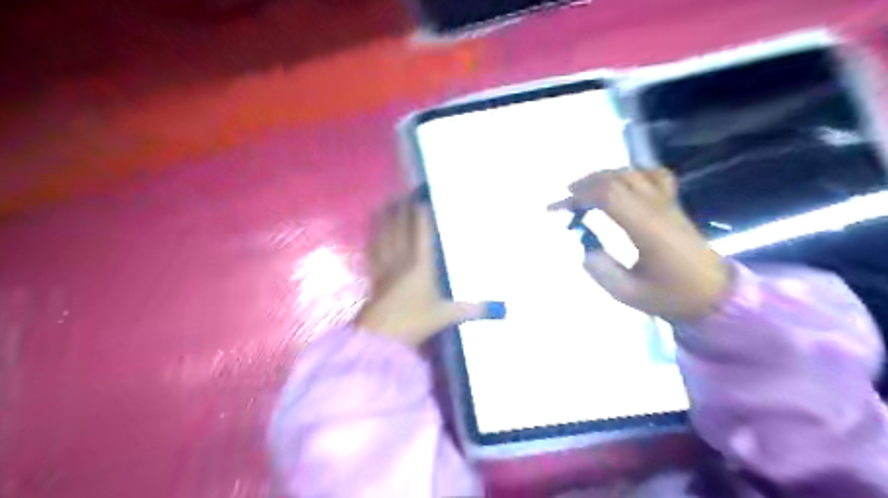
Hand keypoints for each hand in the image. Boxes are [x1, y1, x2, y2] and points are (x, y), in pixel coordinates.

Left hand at [357, 194, 504, 346]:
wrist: (381, 337)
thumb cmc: (415, 321)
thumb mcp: (447, 315)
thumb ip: (473, 309)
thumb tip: (502, 309)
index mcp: (421, 264)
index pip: (422, 233)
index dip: (422, 215)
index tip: (422, 198)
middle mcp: (402, 260)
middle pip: (401, 229)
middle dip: (403, 210)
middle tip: (404, 194)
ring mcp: (385, 268)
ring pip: (385, 237)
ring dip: (386, 220)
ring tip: (386, 205)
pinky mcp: (374, 278)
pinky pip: (374, 252)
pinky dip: (373, 239)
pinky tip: (373, 233)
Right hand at [552, 170, 731, 319]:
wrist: (716, 295)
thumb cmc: (673, 296)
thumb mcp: (630, 294)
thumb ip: (602, 272)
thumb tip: (586, 250)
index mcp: (645, 227)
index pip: (607, 195)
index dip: (577, 197)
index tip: (557, 209)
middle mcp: (656, 207)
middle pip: (616, 178)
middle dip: (584, 185)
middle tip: (566, 202)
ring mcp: (667, 203)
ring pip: (632, 172)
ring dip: (603, 177)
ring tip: (585, 191)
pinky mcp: (673, 205)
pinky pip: (654, 176)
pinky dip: (633, 173)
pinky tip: (623, 184)